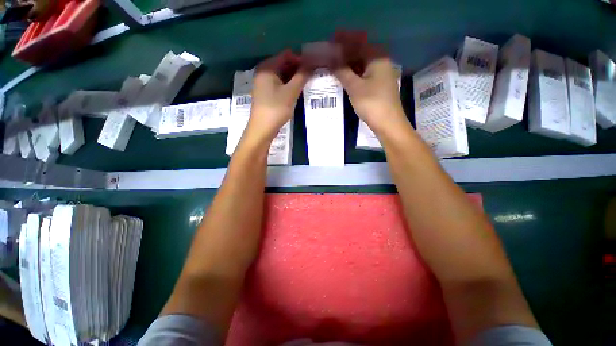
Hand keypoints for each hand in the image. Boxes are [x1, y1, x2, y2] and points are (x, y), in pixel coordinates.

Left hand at [246, 50, 311, 141]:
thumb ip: (301, 76)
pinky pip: (279, 85)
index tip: (313, 66)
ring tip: (306, 83)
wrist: (262, 129)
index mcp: (267, 68)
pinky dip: (288, 86)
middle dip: (297, 69)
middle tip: (311, 75)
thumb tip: (311, 64)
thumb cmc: (276, 108)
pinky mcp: (266, 94)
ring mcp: (263, 84)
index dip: (300, 59)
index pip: (286, 55)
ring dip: (294, 78)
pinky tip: (296, 91)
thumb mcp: (291, 92)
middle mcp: (263, 72)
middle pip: (283, 65)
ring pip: (282, 76)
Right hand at [330, 31, 407, 134]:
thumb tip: (331, 60)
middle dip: (346, 54)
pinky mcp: (379, 86)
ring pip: (362, 65)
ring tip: (335, 67)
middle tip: (330, 57)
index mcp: (377, 58)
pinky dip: (354, 75)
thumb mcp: (354, 87)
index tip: (331, 43)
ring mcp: (381, 75)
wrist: (388, 123)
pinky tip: (345, 78)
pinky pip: (364, 75)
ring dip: (349, 66)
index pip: (359, 44)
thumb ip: (342, 71)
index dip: (344, 42)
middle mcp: (381, 63)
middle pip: (361, 53)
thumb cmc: (371, 103)